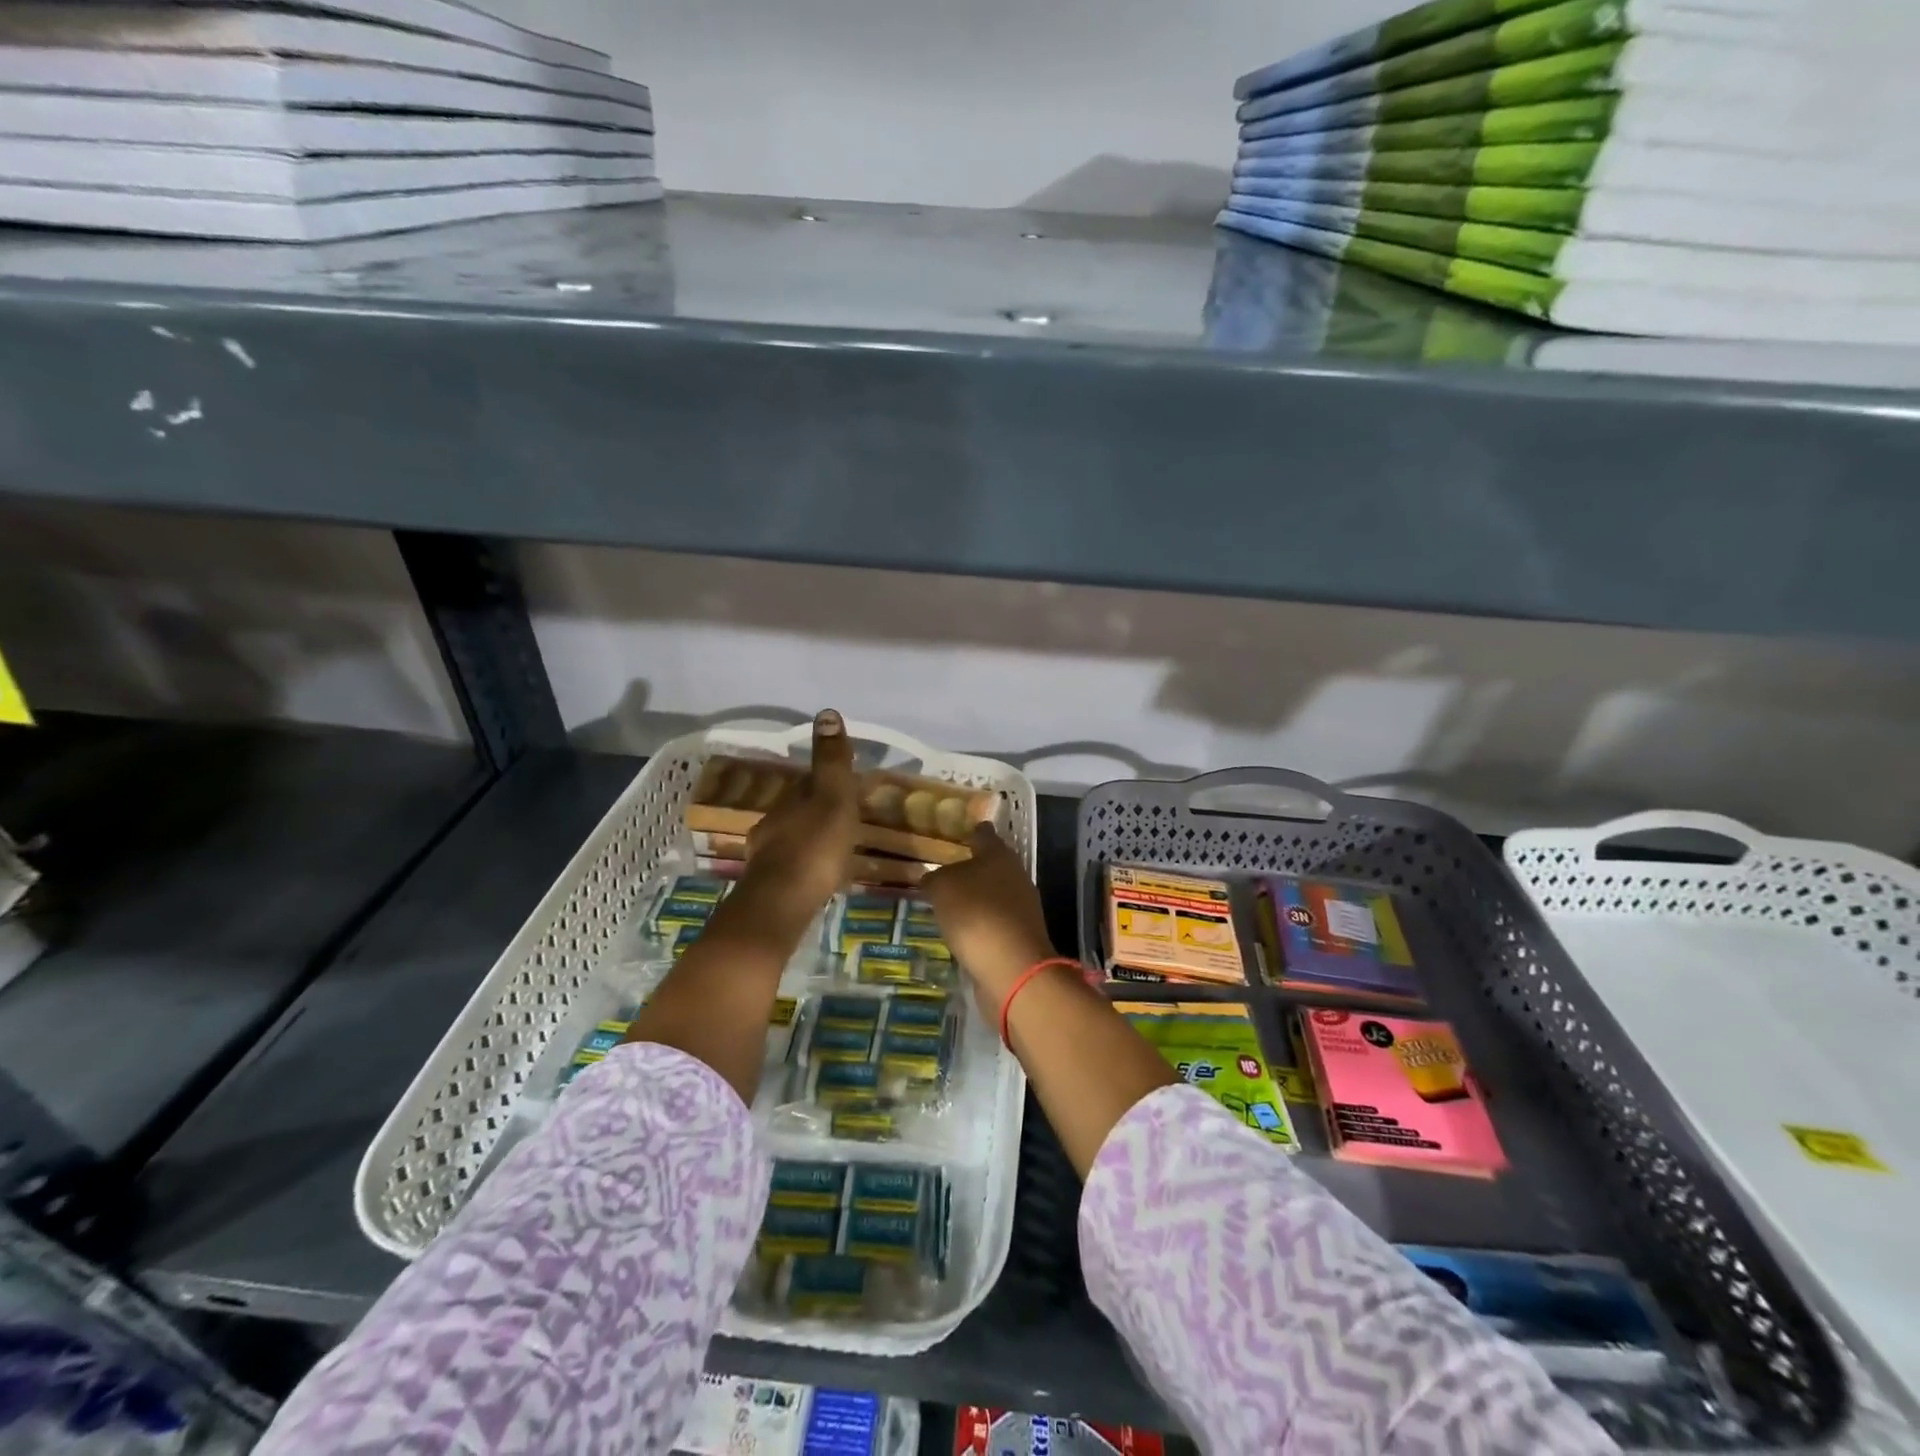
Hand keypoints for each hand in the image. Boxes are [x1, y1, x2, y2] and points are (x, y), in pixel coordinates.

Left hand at [740, 710, 860, 932]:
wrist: (781, 904)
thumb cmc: (814, 847)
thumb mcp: (832, 798)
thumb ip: (831, 761)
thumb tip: (827, 713)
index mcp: (791, 801)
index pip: (808, 781)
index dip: (827, 780)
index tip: (847, 784)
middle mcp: (775, 823)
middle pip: (799, 809)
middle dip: (819, 809)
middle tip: (846, 816)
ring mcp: (769, 855)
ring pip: (794, 837)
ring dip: (812, 837)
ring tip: (836, 846)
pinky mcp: (771, 885)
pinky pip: (793, 865)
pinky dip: (807, 864)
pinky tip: (819, 875)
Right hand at [922, 824, 1056, 1012]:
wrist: (1012, 968)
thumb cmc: (976, 914)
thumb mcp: (942, 888)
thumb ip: (935, 878)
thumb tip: (933, 878)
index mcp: (999, 855)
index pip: (984, 834)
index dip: (971, 831)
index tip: (960, 831)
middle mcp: (1016, 876)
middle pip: (992, 865)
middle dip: (972, 868)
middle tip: (945, 871)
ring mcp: (1022, 908)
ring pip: (994, 895)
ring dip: (976, 899)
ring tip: (949, 904)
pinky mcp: (1020, 937)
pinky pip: (995, 922)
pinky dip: (981, 925)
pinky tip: (963, 932)